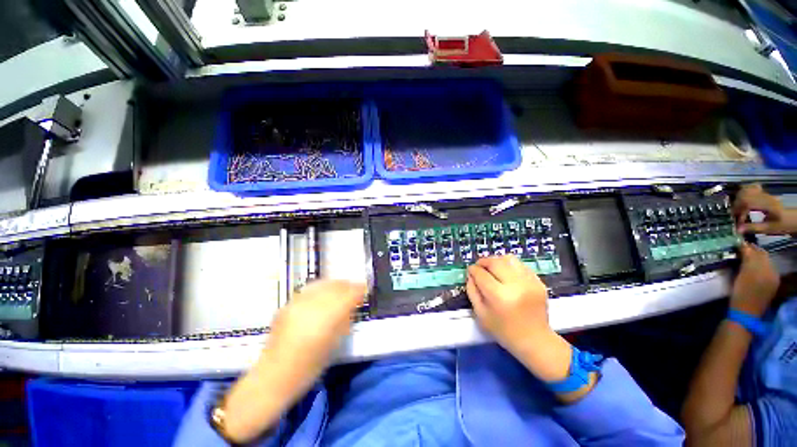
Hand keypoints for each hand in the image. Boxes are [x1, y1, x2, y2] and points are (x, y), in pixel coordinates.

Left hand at [265, 279, 366, 383]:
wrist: (275, 375)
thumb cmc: (311, 366)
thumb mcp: (336, 342)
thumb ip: (345, 319)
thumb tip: (353, 303)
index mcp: (327, 317)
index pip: (348, 294)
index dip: (359, 289)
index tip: (365, 289)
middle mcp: (313, 305)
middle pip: (336, 286)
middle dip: (348, 285)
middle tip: (355, 288)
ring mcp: (298, 302)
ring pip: (322, 284)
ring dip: (335, 285)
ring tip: (340, 288)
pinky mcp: (288, 304)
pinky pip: (309, 289)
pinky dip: (320, 288)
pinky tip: (323, 293)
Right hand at [467, 255, 571, 382]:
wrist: (535, 340)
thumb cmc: (504, 331)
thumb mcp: (480, 313)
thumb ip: (472, 291)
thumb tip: (471, 274)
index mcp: (499, 296)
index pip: (481, 274)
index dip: (473, 270)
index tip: (470, 270)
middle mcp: (515, 285)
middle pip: (495, 262)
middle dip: (483, 261)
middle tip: (479, 266)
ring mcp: (529, 282)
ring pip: (509, 259)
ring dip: (497, 261)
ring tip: (493, 268)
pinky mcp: (538, 282)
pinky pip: (520, 265)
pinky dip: (510, 266)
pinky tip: (507, 275)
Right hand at [731, 243, 779, 316]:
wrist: (745, 314)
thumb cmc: (741, 293)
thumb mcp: (742, 274)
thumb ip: (746, 258)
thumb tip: (743, 245)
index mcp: (767, 268)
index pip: (757, 251)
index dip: (747, 246)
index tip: (736, 242)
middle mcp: (773, 271)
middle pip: (762, 256)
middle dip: (752, 251)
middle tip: (739, 249)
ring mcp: (772, 279)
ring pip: (764, 263)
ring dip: (754, 259)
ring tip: (742, 258)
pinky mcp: (770, 285)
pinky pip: (764, 270)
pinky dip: (757, 267)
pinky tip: (749, 269)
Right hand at [734, 184, 796, 234]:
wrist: (790, 217)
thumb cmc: (780, 225)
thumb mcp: (768, 229)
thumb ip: (753, 228)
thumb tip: (738, 229)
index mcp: (768, 205)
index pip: (748, 203)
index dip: (739, 210)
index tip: (736, 220)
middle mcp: (765, 196)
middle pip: (744, 194)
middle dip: (736, 204)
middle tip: (735, 215)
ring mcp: (764, 193)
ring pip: (746, 189)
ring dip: (738, 198)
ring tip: (738, 208)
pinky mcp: (762, 192)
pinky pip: (750, 187)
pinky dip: (743, 192)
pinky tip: (742, 198)